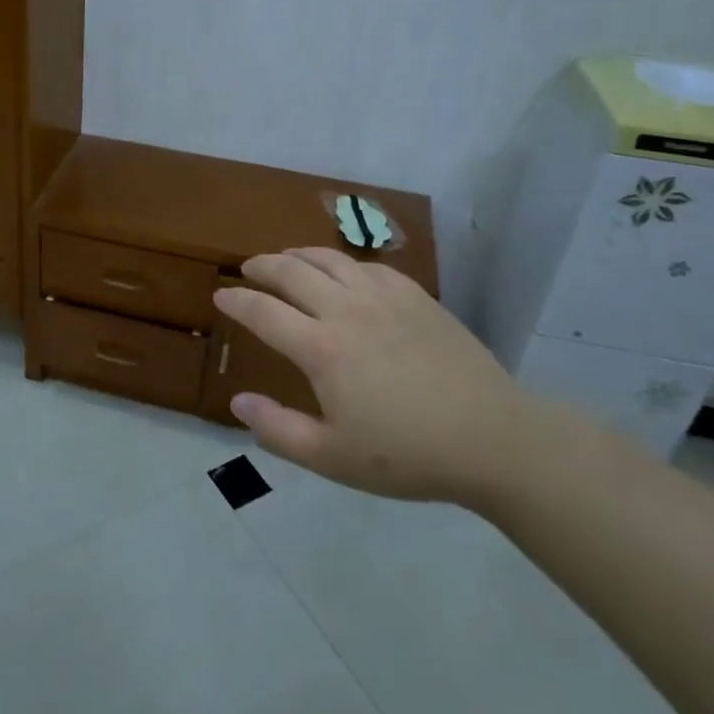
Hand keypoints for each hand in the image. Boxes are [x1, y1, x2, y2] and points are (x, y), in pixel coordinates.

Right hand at [214, 247, 539, 508]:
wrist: (492, 439)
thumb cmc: (407, 454)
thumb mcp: (332, 458)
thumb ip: (278, 430)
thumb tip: (238, 402)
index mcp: (322, 349)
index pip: (263, 312)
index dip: (236, 301)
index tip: (220, 297)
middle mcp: (347, 310)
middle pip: (292, 271)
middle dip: (263, 266)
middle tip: (248, 268)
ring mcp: (385, 298)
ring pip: (330, 259)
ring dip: (300, 255)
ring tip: (287, 259)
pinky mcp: (417, 297)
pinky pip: (369, 266)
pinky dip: (344, 263)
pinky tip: (344, 273)